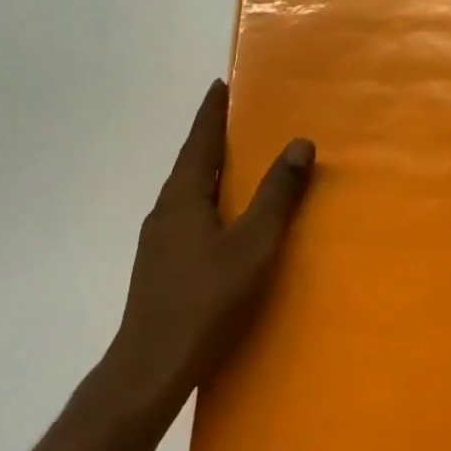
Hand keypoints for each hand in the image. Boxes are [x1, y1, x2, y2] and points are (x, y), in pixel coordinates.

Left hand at [105, 81, 314, 427]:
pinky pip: (187, 218)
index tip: (220, 84)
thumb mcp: (253, 245)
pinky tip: (221, 223)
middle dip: (212, 140)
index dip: (212, 113)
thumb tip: (300, 143)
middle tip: (236, 120)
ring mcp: (157, 242)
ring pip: (188, 194)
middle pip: (191, 165)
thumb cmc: (206, 300)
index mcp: (183, 198)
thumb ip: (277, 195)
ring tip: (234, 166)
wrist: (151, 366)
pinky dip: (207, 203)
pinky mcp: (160, 267)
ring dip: (209, 173)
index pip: (200, 142)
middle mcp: (164, 212)